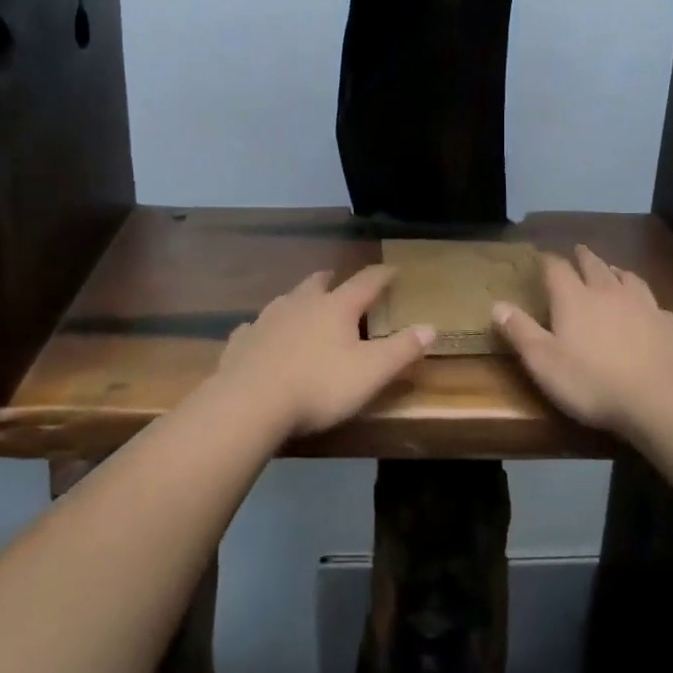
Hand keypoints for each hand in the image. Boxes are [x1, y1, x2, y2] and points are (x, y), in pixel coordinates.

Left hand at [211, 266, 435, 436]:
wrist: (249, 403)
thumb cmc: (318, 386)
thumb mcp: (370, 372)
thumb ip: (402, 350)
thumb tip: (430, 327)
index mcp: (336, 307)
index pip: (365, 282)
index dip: (382, 275)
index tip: (393, 269)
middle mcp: (300, 304)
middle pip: (318, 283)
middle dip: (331, 280)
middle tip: (337, 279)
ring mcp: (266, 320)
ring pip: (285, 300)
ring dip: (297, 300)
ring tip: (302, 304)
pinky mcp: (241, 341)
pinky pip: (255, 328)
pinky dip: (264, 329)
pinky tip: (260, 337)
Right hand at [492, 245, 672, 437]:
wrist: (662, 399)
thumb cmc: (593, 382)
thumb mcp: (544, 362)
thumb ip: (520, 332)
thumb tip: (497, 305)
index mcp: (574, 299)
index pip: (556, 269)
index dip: (547, 261)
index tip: (542, 258)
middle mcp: (609, 292)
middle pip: (594, 266)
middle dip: (584, 257)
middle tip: (579, 250)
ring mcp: (644, 305)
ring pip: (629, 279)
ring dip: (617, 273)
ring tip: (614, 271)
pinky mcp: (670, 325)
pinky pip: (657, 306)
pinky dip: (648, 303)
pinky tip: (650, 311)